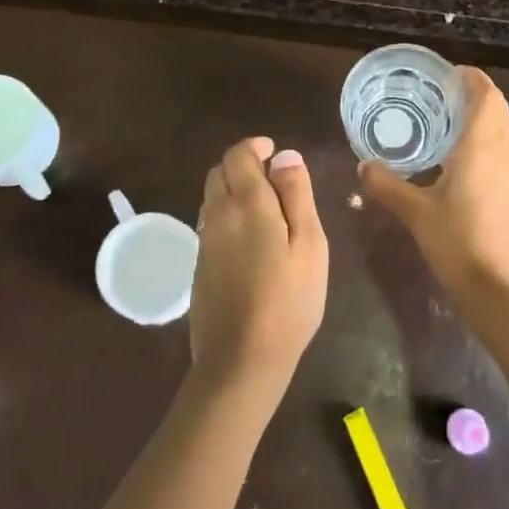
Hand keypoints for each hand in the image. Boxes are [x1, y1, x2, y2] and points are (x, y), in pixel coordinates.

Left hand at [190, 137, 327, 402]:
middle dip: (244, 165)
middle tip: (275, 179)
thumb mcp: (309, 244)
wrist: (241, 361)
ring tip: (267, 208)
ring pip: (213, 196)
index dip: (256, 147)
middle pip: (220, 171)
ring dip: (234, 189)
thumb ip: (297, 195)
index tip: (277, 153)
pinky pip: (211, 222)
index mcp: (246, 202)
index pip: (238, 154)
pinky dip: (228, 214)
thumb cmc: (288, 300)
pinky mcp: (199, 265)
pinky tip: (251, 239)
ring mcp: (204, 241)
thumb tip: (285, 156)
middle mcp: (217, 214)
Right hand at [358, 68, 508, 298]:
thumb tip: (362, 165)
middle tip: (442, 91)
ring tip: (445, 115)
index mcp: (480, 147)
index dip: (473, 79)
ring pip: (501, 128)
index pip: (487, 97)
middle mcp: (500, 152)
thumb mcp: (415, 211)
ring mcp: (508, 173)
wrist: (494, 286)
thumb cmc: (456, 240)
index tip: (449, 73)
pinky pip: (498, 147)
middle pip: (498, 108)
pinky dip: (482, 136)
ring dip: (481, 114)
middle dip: (476, 93)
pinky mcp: (507, 190)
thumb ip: (387, 185)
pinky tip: (453, 152)